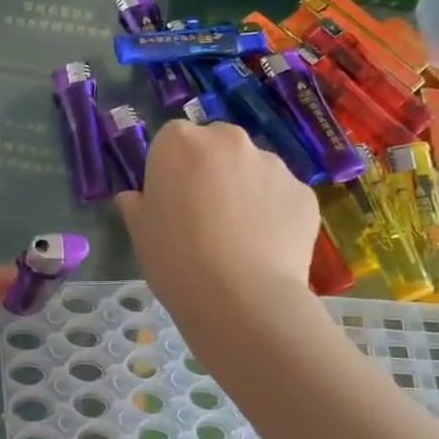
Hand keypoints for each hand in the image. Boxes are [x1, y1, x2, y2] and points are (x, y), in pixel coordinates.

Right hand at [117, 119, 318, 323]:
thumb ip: (137, 205)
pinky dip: (275, 214)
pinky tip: (266, 249)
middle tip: (205, 216)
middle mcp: (229, 140)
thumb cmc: (176, 260)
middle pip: (217, 146)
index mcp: (180, 143)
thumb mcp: (140, 234)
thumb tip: (134, 197)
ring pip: (253, 170)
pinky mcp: (304, 193)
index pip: (171, 140)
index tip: (171, 199)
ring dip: (245, 191)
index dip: (170, 169)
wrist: (240, 299)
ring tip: (240, 238)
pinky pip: (282, 197)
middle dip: (212, 171)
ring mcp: (273, 164)